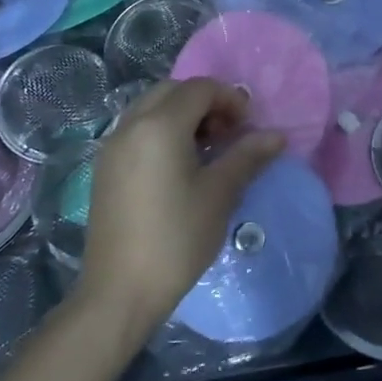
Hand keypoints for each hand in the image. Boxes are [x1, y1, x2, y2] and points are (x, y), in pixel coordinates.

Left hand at [78, 78, 285, 341]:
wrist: (119, 292)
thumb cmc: (177, 238)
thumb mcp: (220, 194)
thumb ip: (248, 156)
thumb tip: (276, 136)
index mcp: (159, 126)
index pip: (199, 88)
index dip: (229, 99)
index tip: (248, 127)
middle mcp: (130, 126)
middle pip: (172, 91)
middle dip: (205, 102)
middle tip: (228, 134)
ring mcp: (112, 147)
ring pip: (151, 109)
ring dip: (182, 116)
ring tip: (206, 150)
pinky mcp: (105, 169)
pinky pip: (137, 131)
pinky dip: (162, 132)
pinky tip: (179, 168)